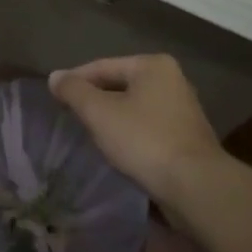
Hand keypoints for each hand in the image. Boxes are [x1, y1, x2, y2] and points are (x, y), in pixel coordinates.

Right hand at [49, 54, 224, 204]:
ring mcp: (183, 109)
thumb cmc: (144, 140)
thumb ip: (74, 91)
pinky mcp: (187, 137)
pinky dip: (130, 133)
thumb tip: (54, 76)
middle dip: (95, 100)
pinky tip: (118, 149)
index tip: (55, 98)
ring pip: (134, 107)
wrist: (196, 186)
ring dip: (112, 118)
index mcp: (153, 65)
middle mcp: (172, 80)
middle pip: (120, 85)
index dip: (75, 81)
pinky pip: (148, 126)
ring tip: (90, 133)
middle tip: (71, 116)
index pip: (102, 66)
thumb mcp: (99, 113)